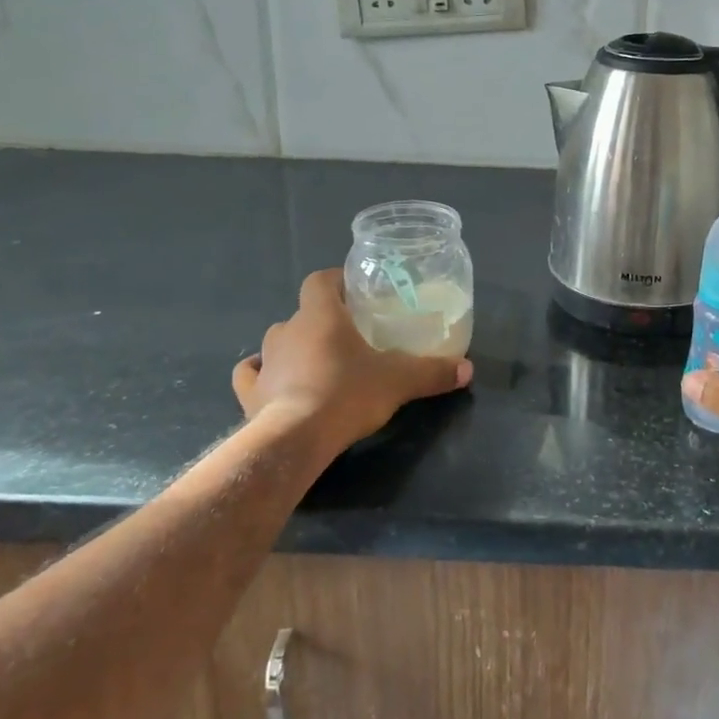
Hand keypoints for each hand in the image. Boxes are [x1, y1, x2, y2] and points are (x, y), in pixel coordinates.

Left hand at [232, 269, 472, 458]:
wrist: (297, 439)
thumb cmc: (347, 393)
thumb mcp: (400, 380)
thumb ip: (433, 372)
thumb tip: (467, 369)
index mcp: (321, 315)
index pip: (320, 280)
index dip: (335, 281)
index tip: (354, 290)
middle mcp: (288, 330)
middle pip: (302, 313)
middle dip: (322, 320)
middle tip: (348, 336)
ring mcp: (266, 361)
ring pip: (278, 341)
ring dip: (294, 346)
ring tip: (318, 362)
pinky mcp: (251, 394)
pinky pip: (251, 375)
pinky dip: (262, 374)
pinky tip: (273, 381)